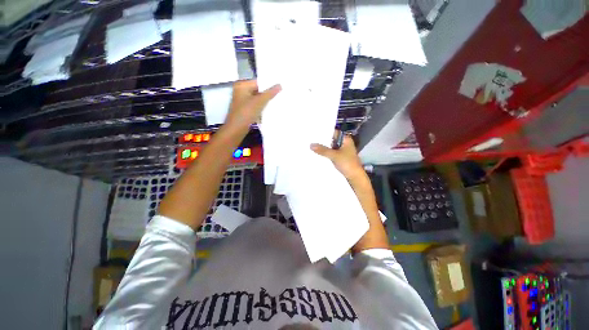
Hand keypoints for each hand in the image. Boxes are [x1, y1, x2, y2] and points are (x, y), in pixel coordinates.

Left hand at [225, 80, 280, 131]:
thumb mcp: (260, 101)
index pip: (259, 82)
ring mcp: (243, 101)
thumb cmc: (246, 112)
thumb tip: (279, 85)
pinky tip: (270, 110)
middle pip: (258, 91)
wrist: (237, 129)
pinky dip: (262, 108)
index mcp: (242, 85)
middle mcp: (241, 91)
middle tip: (281, 95)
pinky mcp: (245, 110)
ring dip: (266, 102)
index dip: (269, 85)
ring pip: (258, 99)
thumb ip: (270, 93)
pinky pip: (256, 106)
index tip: (280, 88)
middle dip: (268, 94)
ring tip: (277, 102)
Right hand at [310, 132, 364, 181]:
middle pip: (332, 140)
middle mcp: (344, 144)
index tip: (315, 132)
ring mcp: (342, 151)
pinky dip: (326, 153)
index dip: (325, 132)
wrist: (354, 176)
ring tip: (312, 145)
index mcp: (346, 139)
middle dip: (323, 140)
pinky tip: (318, 153)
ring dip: (324, 147)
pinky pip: (331, 153)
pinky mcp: (340, 157)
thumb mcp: (334, 155)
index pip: (334, 132)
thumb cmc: (347, 163)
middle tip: (311, 139)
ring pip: (331, 147)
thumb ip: (323, 150)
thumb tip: (311, 145)